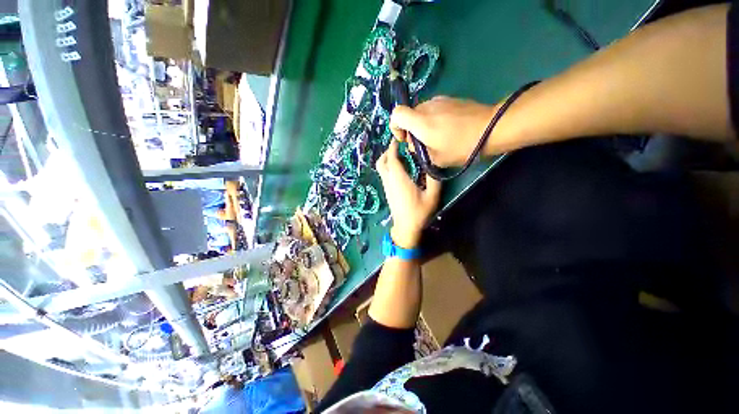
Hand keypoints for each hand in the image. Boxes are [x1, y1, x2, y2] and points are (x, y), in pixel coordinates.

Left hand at [375, 139, 441, 248]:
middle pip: (381, 162)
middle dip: (388, 152)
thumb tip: (433, 164)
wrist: (406, 228)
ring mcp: (386, 187)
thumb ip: (434, 179)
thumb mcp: (432, 196)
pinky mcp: (387, 192)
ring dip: (387, 160)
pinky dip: (388, 168)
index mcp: (399, 179)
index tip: (397, 139)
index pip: (392, 159)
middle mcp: (389, 181)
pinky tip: (399, 169)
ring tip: (400, 156)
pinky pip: (384, 175)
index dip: (393, 148)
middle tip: (398, 148)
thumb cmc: (419, 212)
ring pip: (381, 169)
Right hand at [390, 96, 497, 166]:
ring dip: (423, 125)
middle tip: (424, 144)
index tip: (405, 139)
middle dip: (411, 130)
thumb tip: (414, 143)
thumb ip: (419, 151)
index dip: (395, 127)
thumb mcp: (436, 158)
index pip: (396, 114)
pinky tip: (448, 129)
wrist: (492, 127)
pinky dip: (433, 119)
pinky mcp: (450, 99)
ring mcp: (439, 100)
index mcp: (420, 122)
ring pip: (421, 112)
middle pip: (409, 115)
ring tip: (438, 137)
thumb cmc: (461, 146)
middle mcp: (427, 106)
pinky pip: (433, 109)